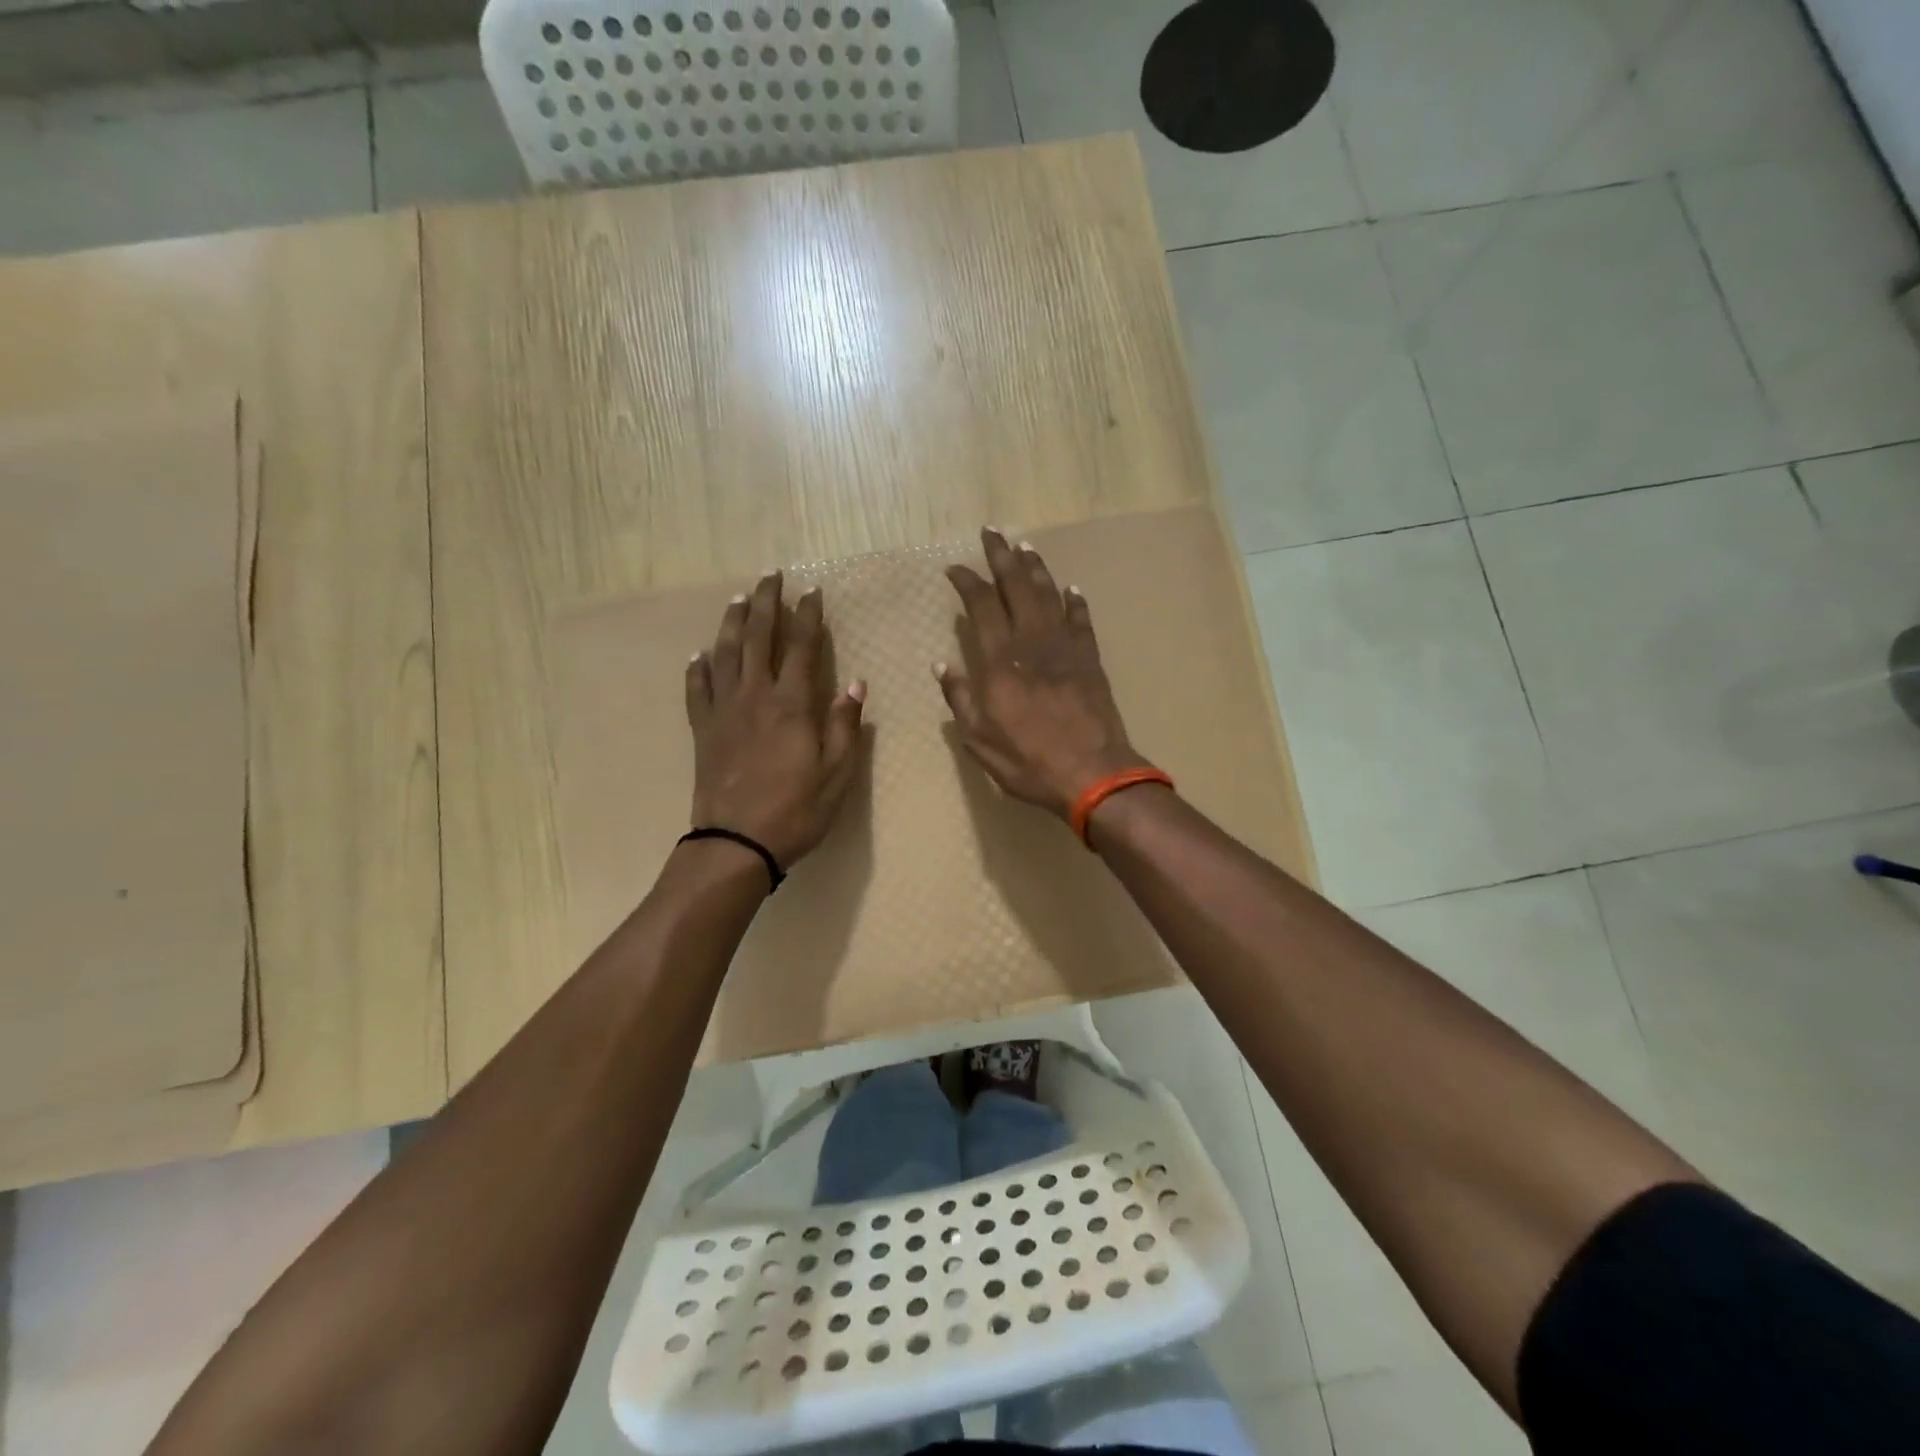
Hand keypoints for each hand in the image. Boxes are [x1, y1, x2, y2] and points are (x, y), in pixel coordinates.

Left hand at [686, 571, 866, 868]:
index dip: (808, 616)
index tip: (813, 592)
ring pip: (725, 654)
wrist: (735, 842)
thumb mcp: (836, 774)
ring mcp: (723, 711)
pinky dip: (698, 669)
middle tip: (772, 576)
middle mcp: (755, 696)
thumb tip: (857, 685)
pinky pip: (697, 690)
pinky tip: (699, 655)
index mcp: (792, 704)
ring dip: (733, 623)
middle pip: (760, 638)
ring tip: (740, 599)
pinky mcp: (702, 730)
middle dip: (767, 603)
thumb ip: (844, 726)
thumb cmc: (795, 810)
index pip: (802, 647)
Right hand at [936, 528, 1148, 819]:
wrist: (1093, 774)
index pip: (982, 606)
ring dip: (1035, 569)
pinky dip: (1074, 602)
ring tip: (1024, 547)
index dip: (968, 582)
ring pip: (1049, 595)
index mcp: (1001, 662)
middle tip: (991, 533)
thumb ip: (961, 699)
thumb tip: (943, 666)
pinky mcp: (1090, 659)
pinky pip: (1081, 621)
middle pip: (1017, 588)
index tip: (955, 567)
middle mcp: (1032, 643)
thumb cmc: (1029, 761)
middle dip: (1001, 557)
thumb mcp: (980, 740)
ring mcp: (1066, 648)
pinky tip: (1070, 588)